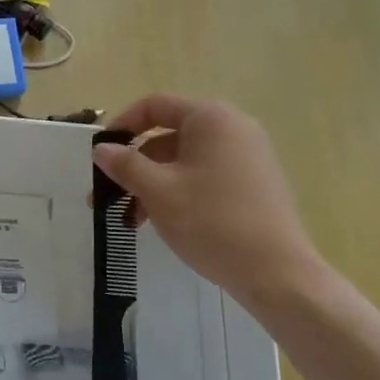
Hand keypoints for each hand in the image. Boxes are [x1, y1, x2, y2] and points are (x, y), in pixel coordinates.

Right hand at [93, 95, 326, 304]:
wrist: (278, 274)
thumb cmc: (212, 222)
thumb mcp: (158, 192)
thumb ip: (125, 165)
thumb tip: (101, 149)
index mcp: (211, 118)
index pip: (154, 105)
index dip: (122, 126)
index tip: (100, 156)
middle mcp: (232, 127)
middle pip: (169, 135)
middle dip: (135, 165)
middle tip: (108, 196)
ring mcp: (248, 155)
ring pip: (185, 159)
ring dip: (153, 183)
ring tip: (132, 219)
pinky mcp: (255, 182)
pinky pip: (206, 175)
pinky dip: (179, 191)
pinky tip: (163, 221)